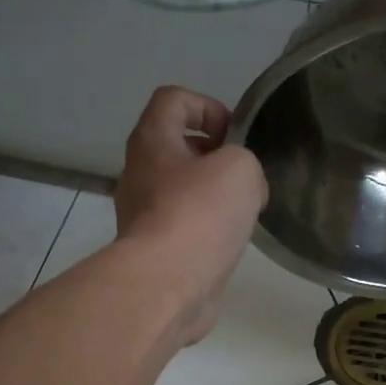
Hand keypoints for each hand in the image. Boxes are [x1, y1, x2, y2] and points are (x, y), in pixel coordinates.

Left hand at [115, 86, 267, 344]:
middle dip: (215, 158)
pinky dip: (207, 231)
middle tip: (245, 178)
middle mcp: (139, 173)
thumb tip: (245, 188)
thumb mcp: (240, 169)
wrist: (168, 284)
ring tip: (242, 215)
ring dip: (213, 198)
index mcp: (152, 140)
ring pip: (182, 192)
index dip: (208, 107)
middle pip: (177, 148)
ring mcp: (143, 216)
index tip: (235, 136)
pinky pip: (184, 228)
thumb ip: (246, 163)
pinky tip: (229, 245)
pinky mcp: (155, 252)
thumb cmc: (200, 214)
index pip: (174, 100)